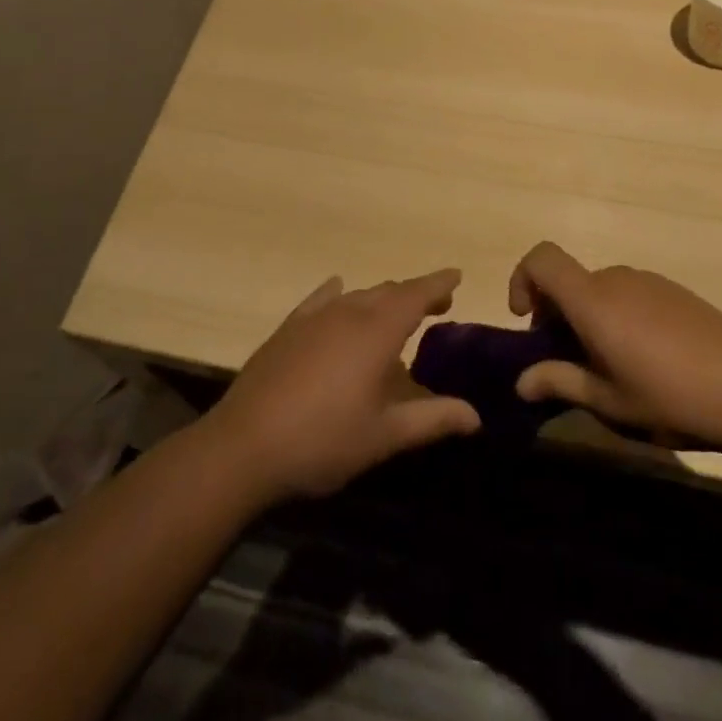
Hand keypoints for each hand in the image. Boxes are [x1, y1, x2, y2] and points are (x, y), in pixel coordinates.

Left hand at [206, 270, 481, 501]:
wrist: (245, 445)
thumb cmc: (324, 440)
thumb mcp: (385, 436)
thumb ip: (433, 419)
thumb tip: (476, 416)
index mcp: (377, 331)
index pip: (416, 294)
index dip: (438, 283)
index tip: (457, 276)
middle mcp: (348, 312)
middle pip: (388, 292)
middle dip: (414, 294)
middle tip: (436, 305)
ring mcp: (314, 317)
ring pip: (358, 296)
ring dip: (381, 299)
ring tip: (394, 313)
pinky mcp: (288, 328)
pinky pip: (321, 299)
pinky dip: (338, 294)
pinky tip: (338, 290)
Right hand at [508, 242, 721, 452]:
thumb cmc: (671, 398)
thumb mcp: (609, 402)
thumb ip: (560, 382)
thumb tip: (520, 381)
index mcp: (593, 300)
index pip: (542, 258)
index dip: (522, 279)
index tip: (527, 320)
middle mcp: (616, 279)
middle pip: (570, 280)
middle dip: (556, 314)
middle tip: (568, 362)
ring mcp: (649, 282)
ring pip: (600, 290)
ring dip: (589, 317)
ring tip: (610, 367)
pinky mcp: (675, 292)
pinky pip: (629, 294)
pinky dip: (618, 316)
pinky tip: (647, 360)